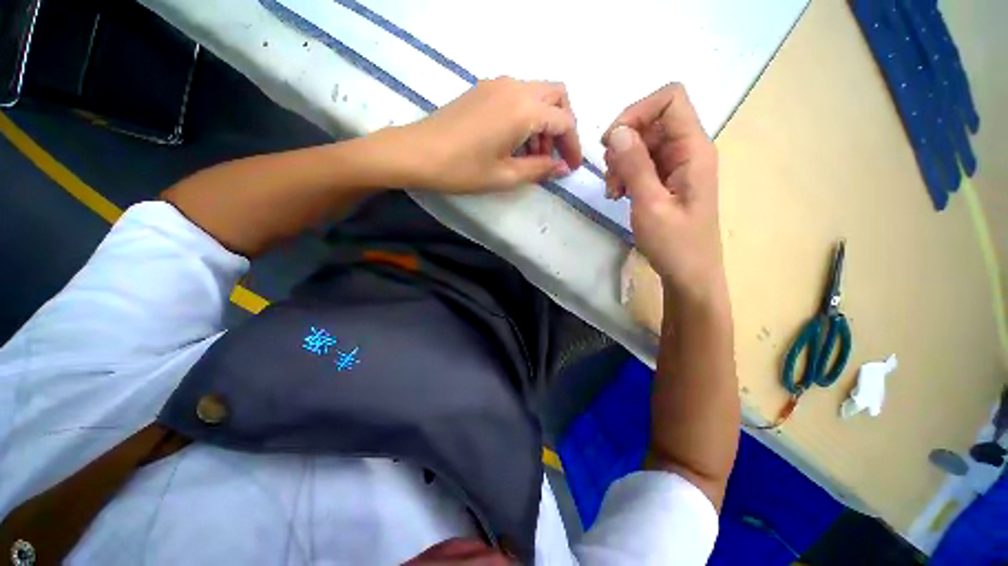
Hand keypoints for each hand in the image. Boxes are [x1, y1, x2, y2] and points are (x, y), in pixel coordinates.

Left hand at [393, 77, 581, 192]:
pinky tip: (515, 142)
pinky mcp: (483, 90)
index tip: (572, 167)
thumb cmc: (462, 169)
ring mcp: (496, 85)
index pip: (564, 121)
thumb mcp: (505, 176)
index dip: (573, 145)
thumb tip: (562, 168)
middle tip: (555, 156)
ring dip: (544, 122)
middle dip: (563, 126)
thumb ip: (539, 170)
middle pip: (556, 96)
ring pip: (537, 95)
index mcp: (523, 109)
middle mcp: (514, 87)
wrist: (416, 153)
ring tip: (534, 155)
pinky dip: (526, 116)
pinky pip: (517, 96)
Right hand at [602, 83, 724, 301]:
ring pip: (643, 143)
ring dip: (621, 162)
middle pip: (652, 121)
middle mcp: (688, 150)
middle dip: (624, 144)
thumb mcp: (650, 205)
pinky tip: (619, 195)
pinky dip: (626, 174)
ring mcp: (677, 165)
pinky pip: (642, 163)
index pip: (670, 99)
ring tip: (614, 191)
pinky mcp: (667, 180)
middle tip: (612, 177)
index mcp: (693, 150)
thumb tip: (618, 131)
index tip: (612, 142)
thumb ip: (635, 166)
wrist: (689, 274)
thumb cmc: (674, 244)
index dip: (637, 112)